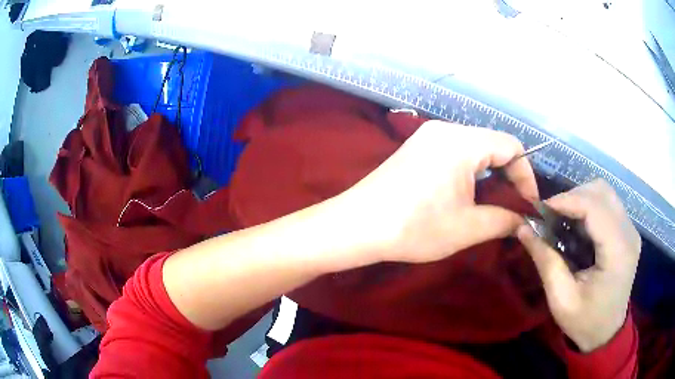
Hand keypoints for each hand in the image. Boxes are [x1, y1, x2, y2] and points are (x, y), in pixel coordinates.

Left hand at [335, 120, 538, 263]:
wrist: (357, 226)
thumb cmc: (414, 227)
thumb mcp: (468, 228)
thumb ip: (504, 220)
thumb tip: (523, 221)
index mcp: (462, 142)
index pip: (512, 147)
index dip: (526, 176)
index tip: (529, 204)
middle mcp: (446, 130)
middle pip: (494, 144)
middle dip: (509, 176)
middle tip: (514, 206)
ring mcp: (428, 136)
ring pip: (475, 148)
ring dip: (491, 174)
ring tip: (495, 203)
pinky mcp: (417, 148)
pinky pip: (456, 152)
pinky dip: (471, 171)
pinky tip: (469, 194)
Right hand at [516, 179, 640, 352]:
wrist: (607, 334)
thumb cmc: (585, 322)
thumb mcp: (561, 300)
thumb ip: (546, 261)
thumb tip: (523, 228)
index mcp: (618, 252)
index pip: (595, 207)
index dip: (567, 201)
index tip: (540, 210)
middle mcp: (629, 233)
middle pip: (601, 191)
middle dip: (573, 197)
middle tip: (551, 216)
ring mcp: (631, 230)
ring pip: (605, 192)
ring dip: (581, 199)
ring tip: (563, 219)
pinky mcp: (628, 231)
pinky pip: (608, 204)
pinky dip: (589, 206)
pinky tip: (577, 225)